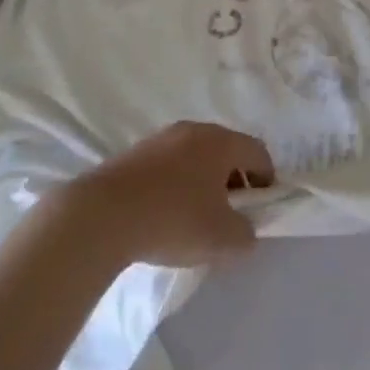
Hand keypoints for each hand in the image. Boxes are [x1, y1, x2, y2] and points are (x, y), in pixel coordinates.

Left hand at [59, 122, 274, 268]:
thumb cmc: (173, 219)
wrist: (102, 215)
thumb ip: (245, 234)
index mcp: (220, 141)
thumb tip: (245, 230)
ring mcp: (161, 138)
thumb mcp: (222, 239)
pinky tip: (165, 213)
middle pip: (226, 151)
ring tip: (197, 217)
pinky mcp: (134, 153)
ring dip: (204, 182)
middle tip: (232, 214)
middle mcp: (193, 130)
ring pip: (196, 157)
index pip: (258, 152)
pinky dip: (177, 184)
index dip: (267, 181)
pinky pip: (169, 165)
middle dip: (235, 180)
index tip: (262, 209)